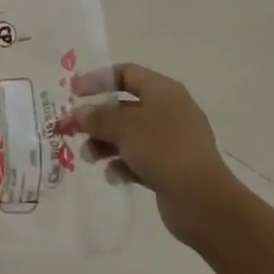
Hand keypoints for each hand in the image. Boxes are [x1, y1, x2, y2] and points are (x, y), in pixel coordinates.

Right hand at [68, 62, 238, 247]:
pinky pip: (139, 160)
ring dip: (105, 143)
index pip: (126, 73)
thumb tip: (78, 113)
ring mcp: (171, 141)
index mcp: (163, 91)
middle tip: (71, 128)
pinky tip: (112, 176)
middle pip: (124, 106)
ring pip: (130, 135)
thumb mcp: (124, 127)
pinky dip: (123, 164)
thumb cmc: (163, 149)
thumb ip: (97, 117)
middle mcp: (169, 111)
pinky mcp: (170, 168)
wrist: (202, 200)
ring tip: (88, 156)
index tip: (73, 92)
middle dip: (97, 118)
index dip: (98, 79)